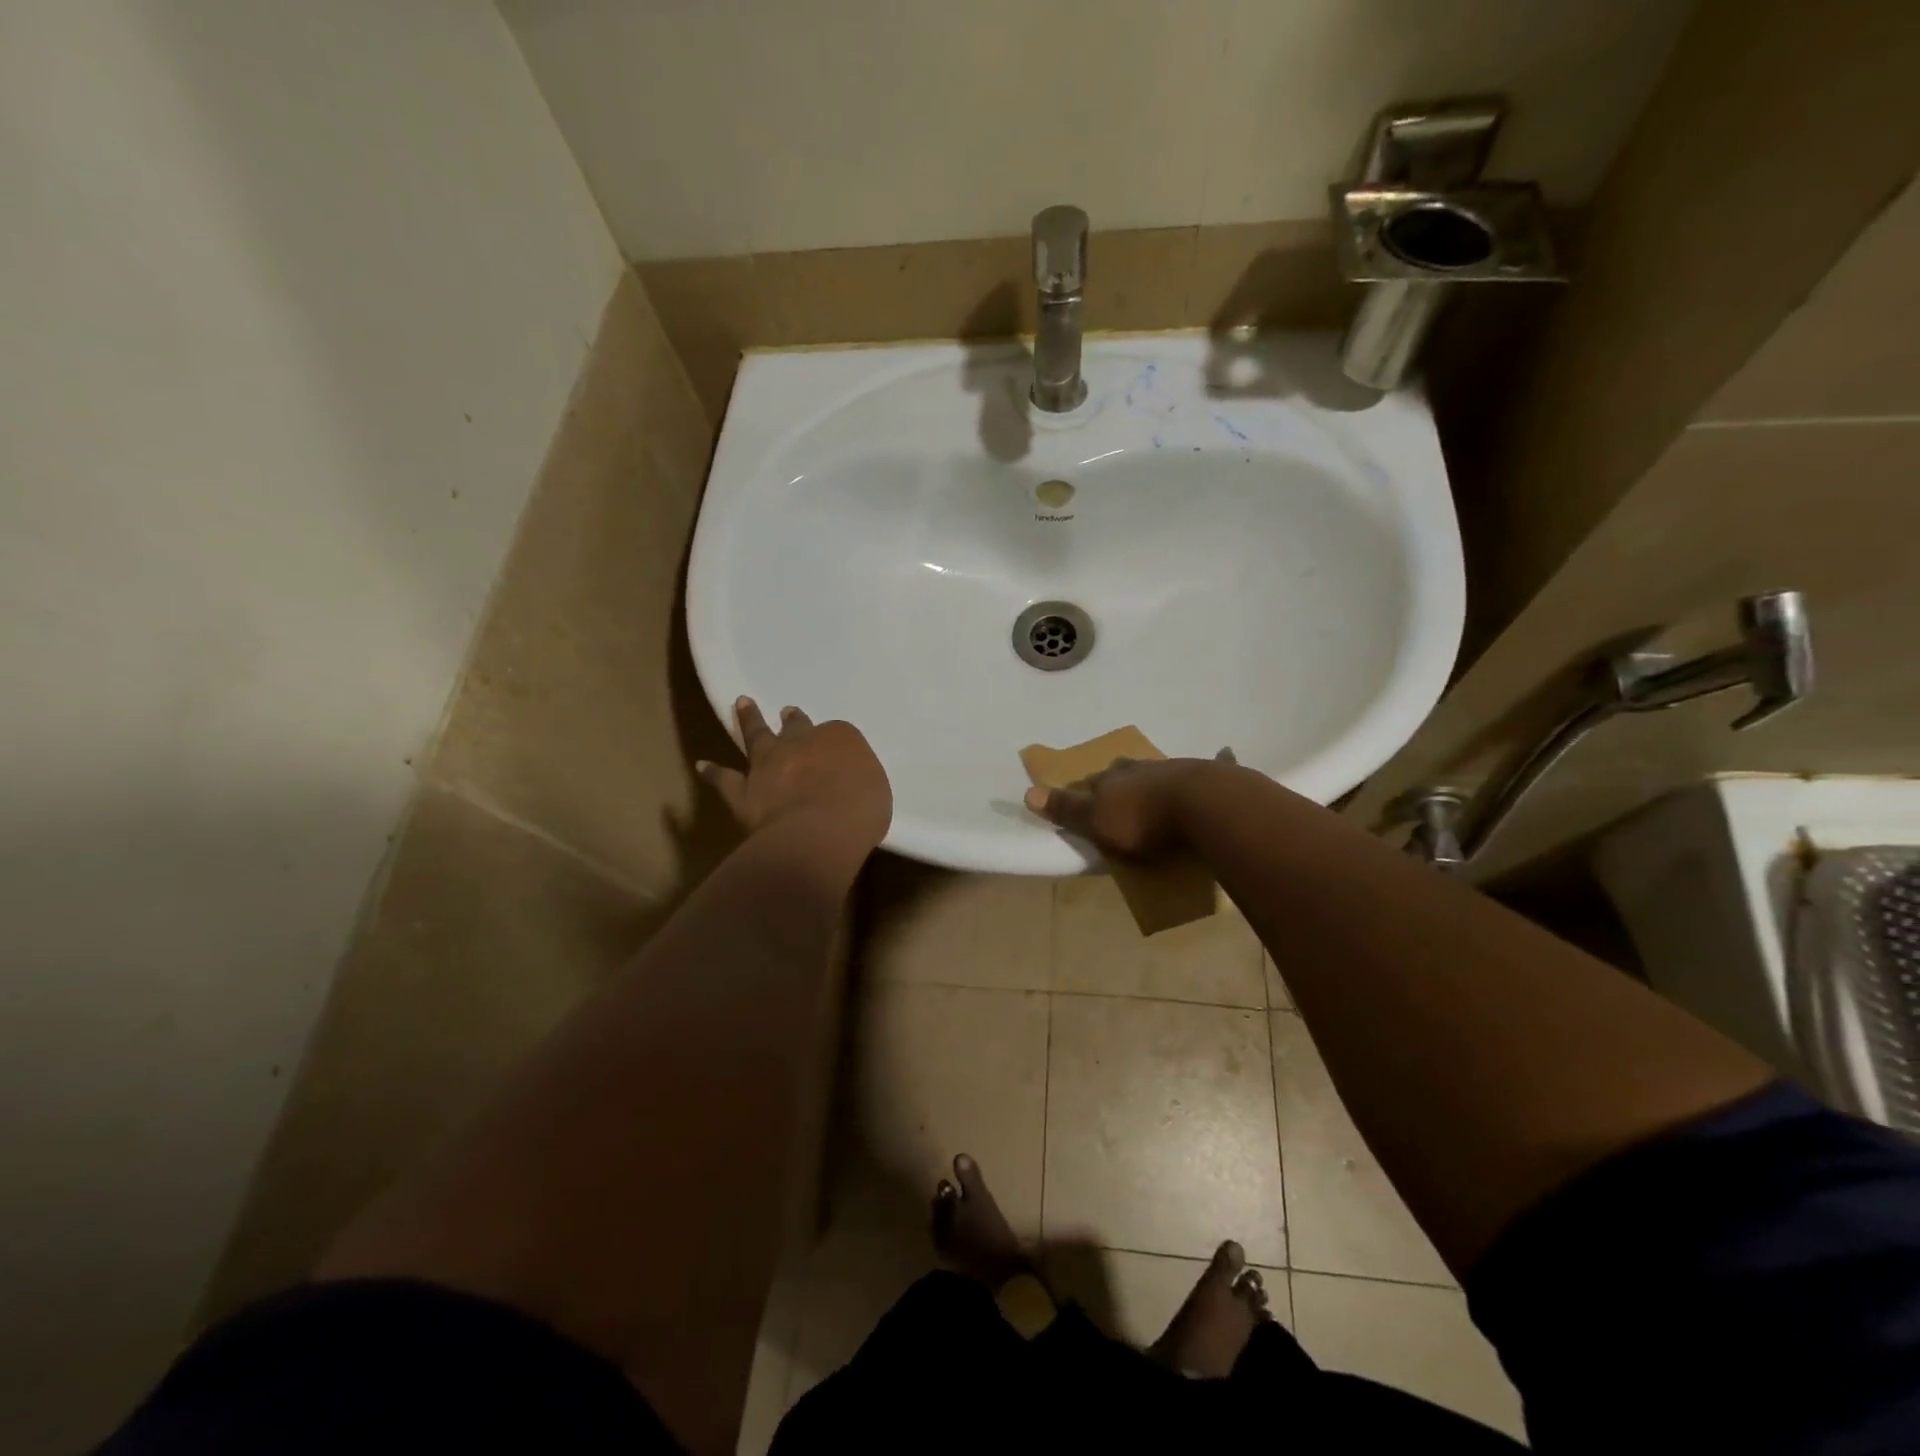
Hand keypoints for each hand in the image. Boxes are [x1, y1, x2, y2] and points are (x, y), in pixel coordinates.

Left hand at [697, 697, 891, 854]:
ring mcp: (768, 764)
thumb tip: (852, 783)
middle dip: (792, 720)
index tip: (835, 751)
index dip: (835, 743)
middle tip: (787, 712)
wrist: (818, 833)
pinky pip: (725, 779)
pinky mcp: (743, 791)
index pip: (838, 735)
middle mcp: (800, 743)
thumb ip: (860, 780)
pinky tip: (703, 766)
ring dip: (750, 720)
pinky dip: (714, 772)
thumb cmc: (859, 812)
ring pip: (757, 736)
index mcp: (840, 738)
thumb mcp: (876, 790)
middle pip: (796, 727)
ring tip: (743, 704)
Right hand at [1022, 756, 1223, 857]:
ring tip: (1157, 788)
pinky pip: (1210, 769)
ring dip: (1157, 778)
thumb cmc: (1144, 820)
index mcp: (1114, 778)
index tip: (1083, 795)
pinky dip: (1214, 764)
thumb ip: (1067, 809)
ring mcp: (1180, 769)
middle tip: (1120, 790)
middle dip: (1121, 779)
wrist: (1206, 807)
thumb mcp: (1097, 821)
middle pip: (1126, 771)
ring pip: (1162, 771)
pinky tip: (1224, 753)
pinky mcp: (1214, 777)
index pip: (1092, 781)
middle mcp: (1144, 768)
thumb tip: (1028, 793)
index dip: (1086, 789)